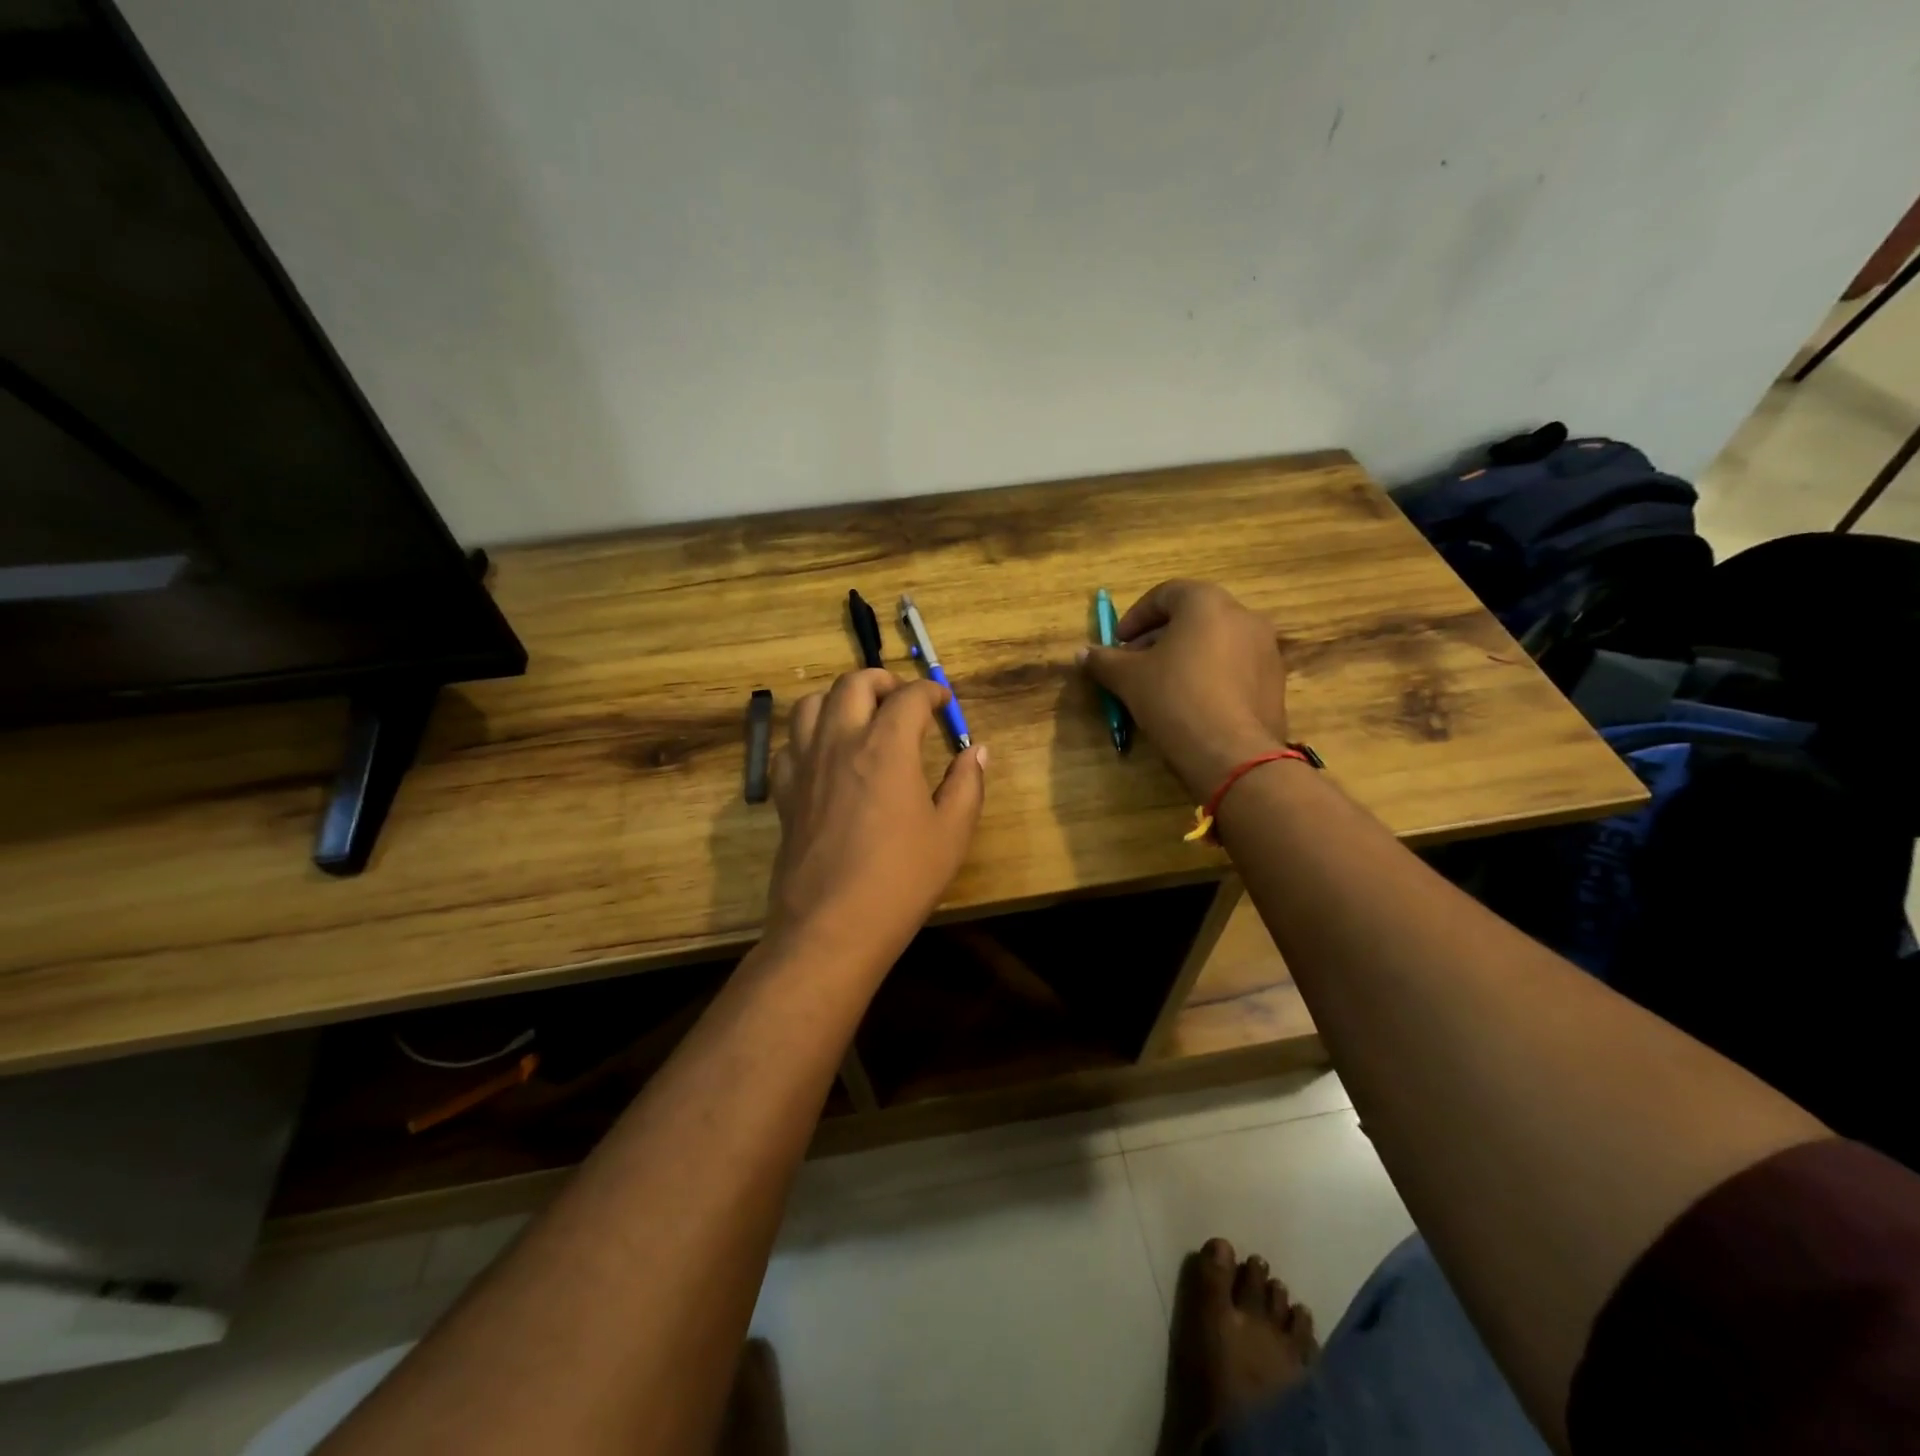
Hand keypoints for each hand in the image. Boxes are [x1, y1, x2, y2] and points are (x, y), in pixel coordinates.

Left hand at [765, 670, 987, 975]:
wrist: (832, 926)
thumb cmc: (901, 880)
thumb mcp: (952, 834)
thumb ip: (967, 784)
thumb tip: (976, 751)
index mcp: (886, 747)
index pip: (909, 696)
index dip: (931, 692)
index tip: (943, 702)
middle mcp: (840, 743)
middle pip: (853, 684)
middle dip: (882, 680)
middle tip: (902, 698)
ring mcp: (805, 766)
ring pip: (810, 705)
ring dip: (838, 700)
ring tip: (860, 717)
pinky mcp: (784, 793)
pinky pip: (788, 747)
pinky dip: (808, 738)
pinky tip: (825, 758)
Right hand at [1079, 580, 1289, 795]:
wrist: (1232, 753)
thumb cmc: (1174, 699)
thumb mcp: (1128, 678)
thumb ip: (1104, 661)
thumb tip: (1082, 654)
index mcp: (1207, 602)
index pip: (1165, 594)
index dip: (1135, 617)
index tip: (1117, 643)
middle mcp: (1243, 616)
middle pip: (1192, 617)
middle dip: (1158, 638)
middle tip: (1134, 665)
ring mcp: (1266, 648)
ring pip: (1215, 642)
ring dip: (1185, 657)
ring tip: (1161, 686)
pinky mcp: (1275, 681)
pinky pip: (1234, 667)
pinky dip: (1209, 675)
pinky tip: (1191, 704)